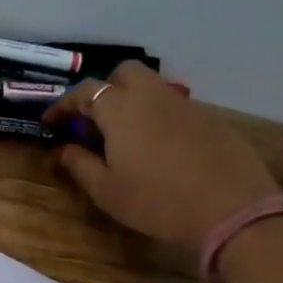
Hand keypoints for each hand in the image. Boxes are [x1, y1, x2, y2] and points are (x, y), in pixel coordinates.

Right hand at [43, 62, 278, 250]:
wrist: (231, 209)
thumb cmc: (156, 201)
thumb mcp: (106, 190)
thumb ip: (80, 165)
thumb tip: (63, 150)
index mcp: (121, 109)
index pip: (84, 92)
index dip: (63, 105)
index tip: (51, 122)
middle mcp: (152, 96)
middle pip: (124, 73)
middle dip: (104, 89)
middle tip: (93, 120)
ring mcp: (185, 104)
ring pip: (152, 87)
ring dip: (132, 101)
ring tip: (125, 136)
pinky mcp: (210, 119)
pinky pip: (174, 107)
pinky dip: (157, 117)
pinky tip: (159, 148)